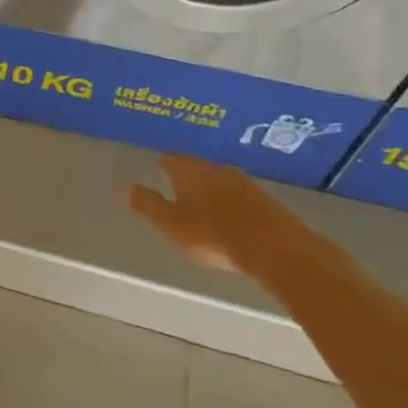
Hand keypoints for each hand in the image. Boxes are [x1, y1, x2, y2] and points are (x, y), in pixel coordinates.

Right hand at [128, 154, 301, 281]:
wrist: (276, 249)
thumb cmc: (211, 233)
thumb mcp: (169, 223)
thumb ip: (148, 205)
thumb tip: (130, 187)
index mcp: (190, 171)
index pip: (171, 158)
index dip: (163, 164)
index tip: (157, 169)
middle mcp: (217, 170)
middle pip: (198, 168)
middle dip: (188, 176)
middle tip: (178, 187)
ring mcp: (246, 185)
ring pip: (221, 182)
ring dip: (212, 190)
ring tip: (203, 204)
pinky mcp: (268, 203)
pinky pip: (241, 198)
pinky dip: (232, 205)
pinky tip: (231, 219)